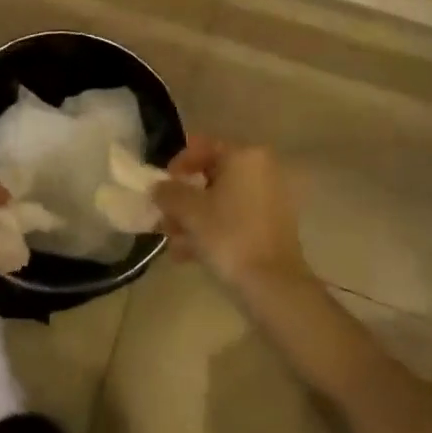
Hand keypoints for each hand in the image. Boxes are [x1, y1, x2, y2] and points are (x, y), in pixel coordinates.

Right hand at [152, 140, 309, 297]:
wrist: (273, 285)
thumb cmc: (228, 236)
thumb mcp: (189, 211)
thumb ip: (168, 192)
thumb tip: (158, 187)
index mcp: (244, 156)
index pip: (202, 147)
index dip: (176, 166)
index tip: (161, 188)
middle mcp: (261, 170)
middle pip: (210, 176)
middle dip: (183, 200)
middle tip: (163, 220)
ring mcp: (270, 199)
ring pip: (220, 201)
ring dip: (193, 219)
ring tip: (173, 244)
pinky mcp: (272, 226)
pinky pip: (234, 218)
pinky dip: (212, 230)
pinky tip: (189, 254)